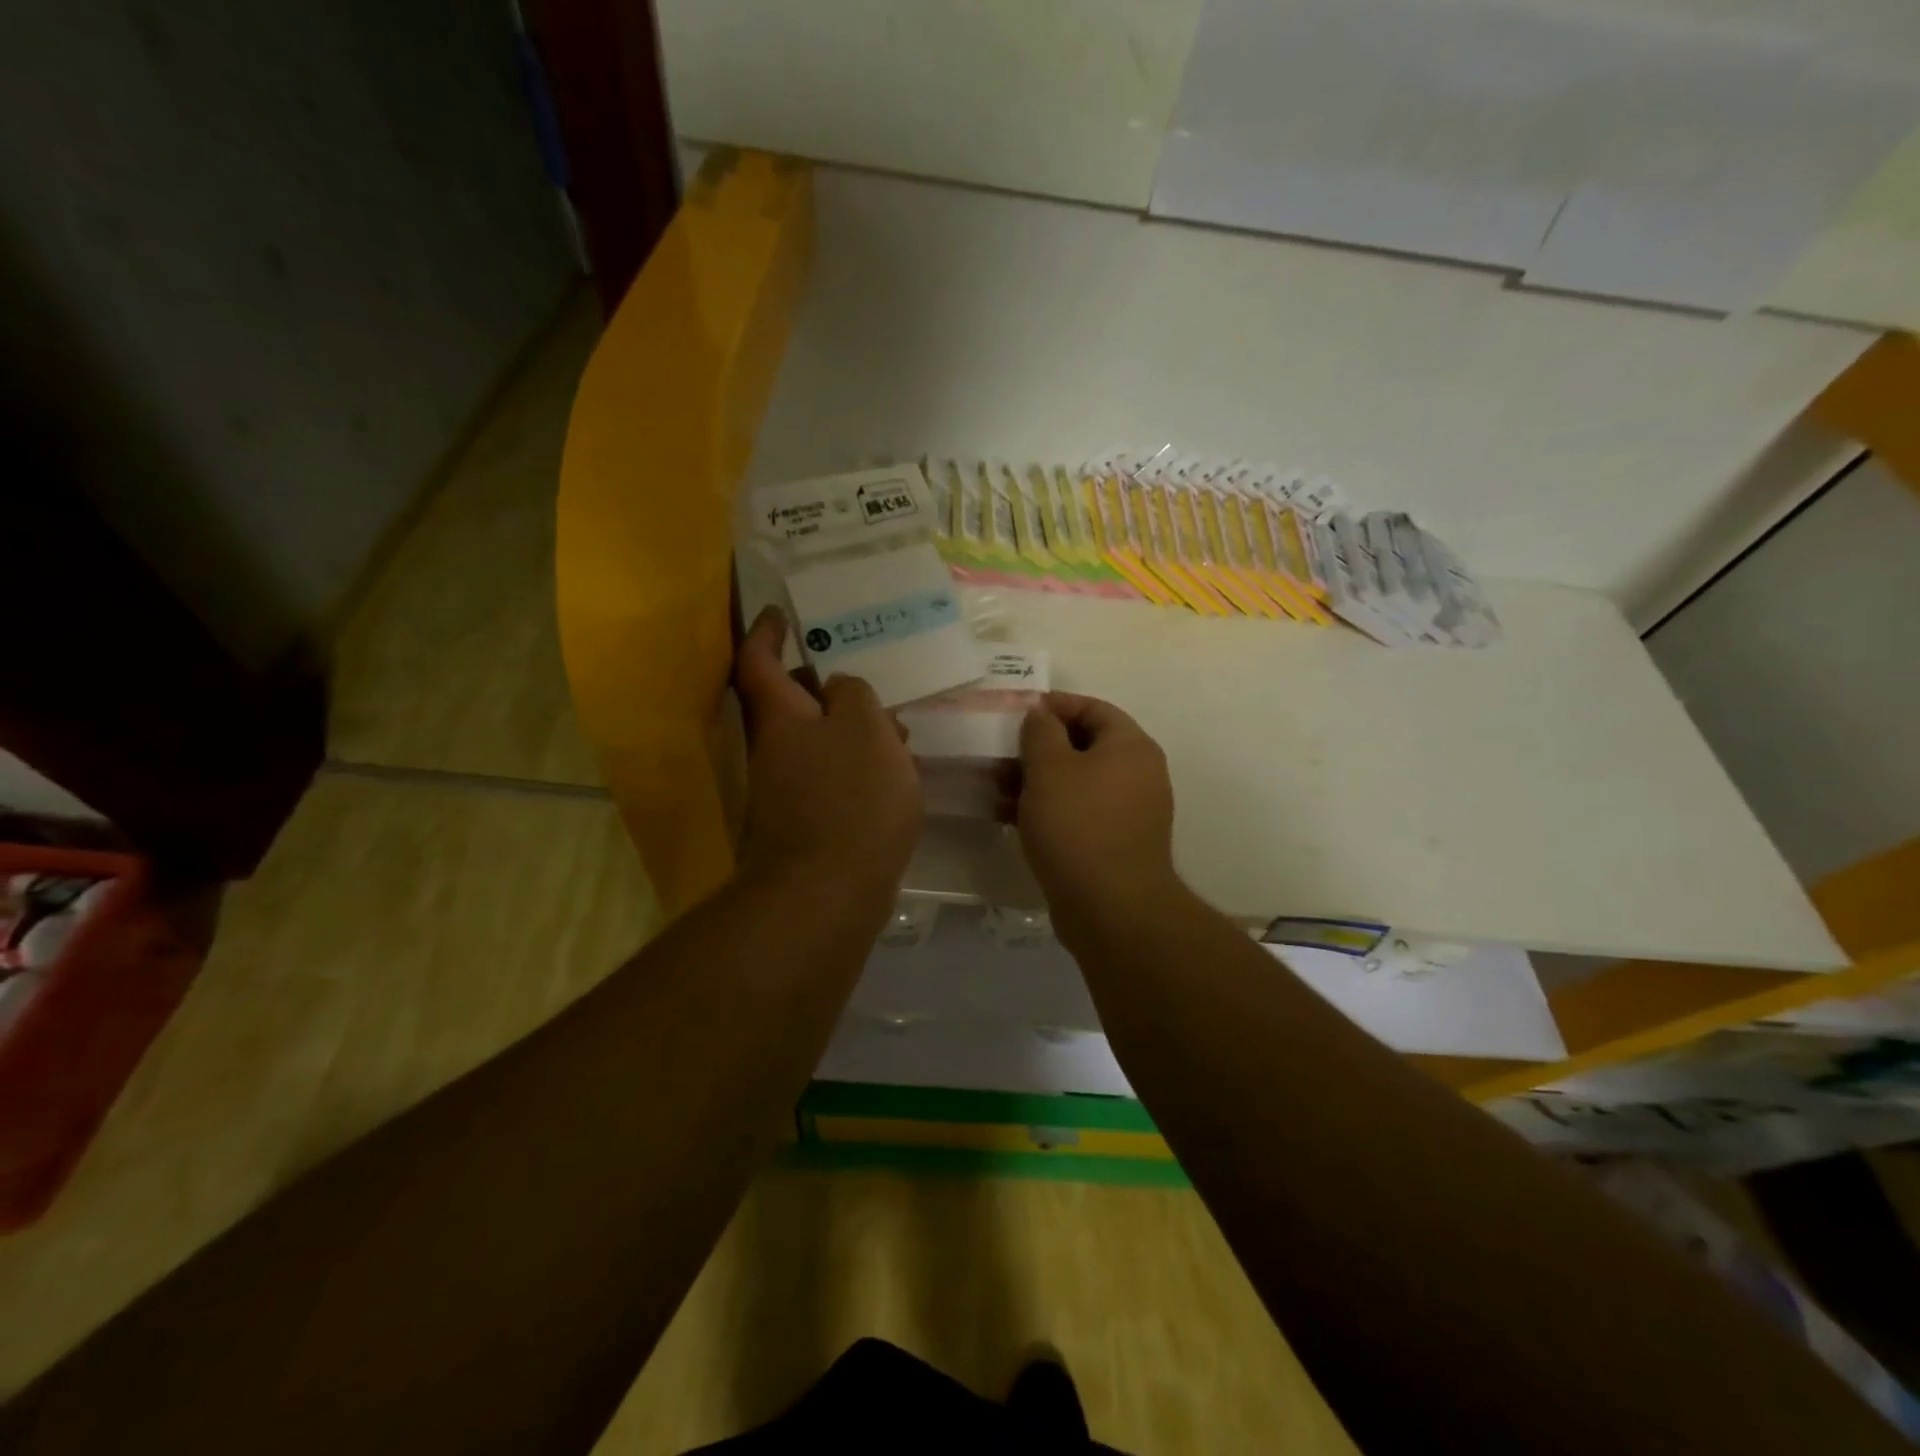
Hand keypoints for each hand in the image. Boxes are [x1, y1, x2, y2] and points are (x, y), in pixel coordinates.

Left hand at [732, 608, 922, 910]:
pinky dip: (858, 766)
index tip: (781, 613)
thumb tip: (839, 690)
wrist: (829, 891)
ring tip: (897, 726)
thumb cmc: (850, 798)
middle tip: (862, 674)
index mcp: (781, 718)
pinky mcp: (810, 823)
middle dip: (824, 686)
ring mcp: (789, 790)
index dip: (766, 632)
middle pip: (792, 704)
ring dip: (851, 729)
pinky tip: (895, 773)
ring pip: (819, 743)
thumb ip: (854, 695)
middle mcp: (775, 751)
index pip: (759, 661)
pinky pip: (833, 778)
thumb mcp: (865, 727)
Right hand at [1017, 693, 1180, 938]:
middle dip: (1037, 750)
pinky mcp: (1115, 843)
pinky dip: (1048, 810)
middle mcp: (1138, 773)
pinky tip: (1012, 819)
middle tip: (1000, 757)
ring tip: (997, 791)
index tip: (1016, 714)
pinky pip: (1079, 813)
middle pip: (1082, 746)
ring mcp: (1129, 811)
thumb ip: (1040, 731)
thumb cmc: (1077, 825)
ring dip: (1036, 782)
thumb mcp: (1049, 767)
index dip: (1053, 706)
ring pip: (1077, 782)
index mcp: (1130, 746)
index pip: (1092, 708)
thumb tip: (1041, 714)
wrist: (1111, 908)